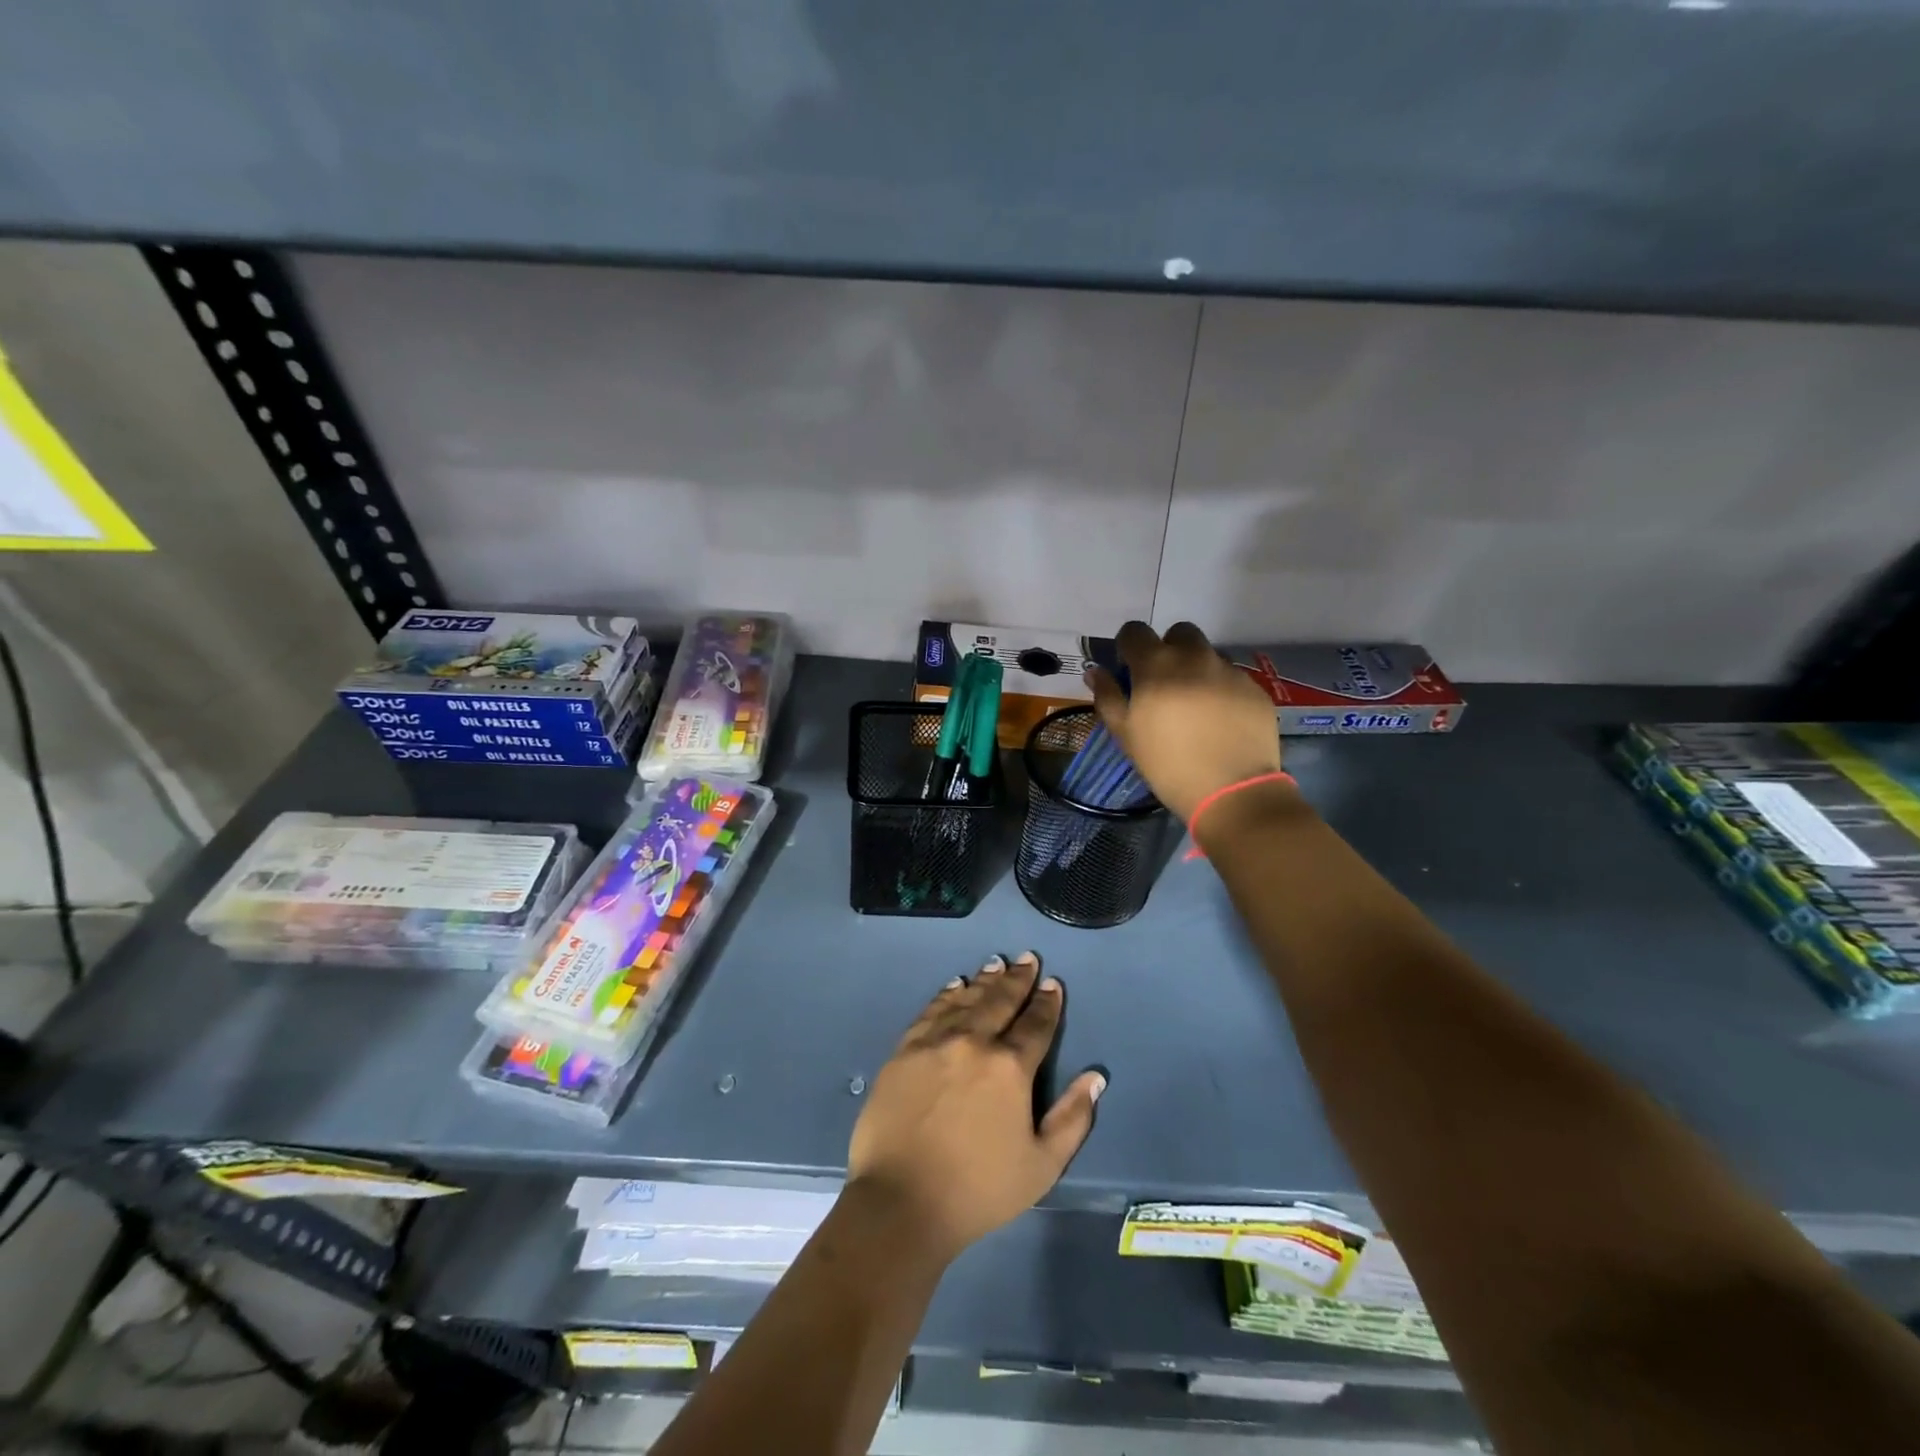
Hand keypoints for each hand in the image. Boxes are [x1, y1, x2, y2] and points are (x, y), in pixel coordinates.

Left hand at [847, 953, 1104, 1263]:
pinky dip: (947, 995)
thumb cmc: (978, 1190)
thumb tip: (1095, 1077)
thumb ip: (1072, 1118)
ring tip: (996, 965)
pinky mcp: (904, 1050)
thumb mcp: (1041, 1166)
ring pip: (965, 999)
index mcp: (1009, 1067)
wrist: (900, 1201)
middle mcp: (973, 1041)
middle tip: (1027, 958)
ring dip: (984, 980)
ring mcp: (935, 1042)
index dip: (1047, 1003)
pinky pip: (931, 1011)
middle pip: (1000, 1001)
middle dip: (1017, 979)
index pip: (1035, 1025)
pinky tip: (954, 986)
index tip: (1053, 984)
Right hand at [1087, 620, 1282, 820]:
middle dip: (1168, 648)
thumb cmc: (1167, 765)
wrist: (1232, 791)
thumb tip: (1095, 671)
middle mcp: (1194, 657)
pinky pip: (1232, 676)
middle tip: (1164, 682)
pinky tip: (1219, 720)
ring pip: (1208, 654)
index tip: (1129, 668)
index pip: (1135, 631)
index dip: (1128, 646)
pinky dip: (1221, 688)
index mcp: (1156, 666)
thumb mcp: (1126, 735)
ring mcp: (1229, 670)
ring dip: (1196, 668)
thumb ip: (1108, 697)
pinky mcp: (1255, 688)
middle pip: (1178, 633)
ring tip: (1195, 704)